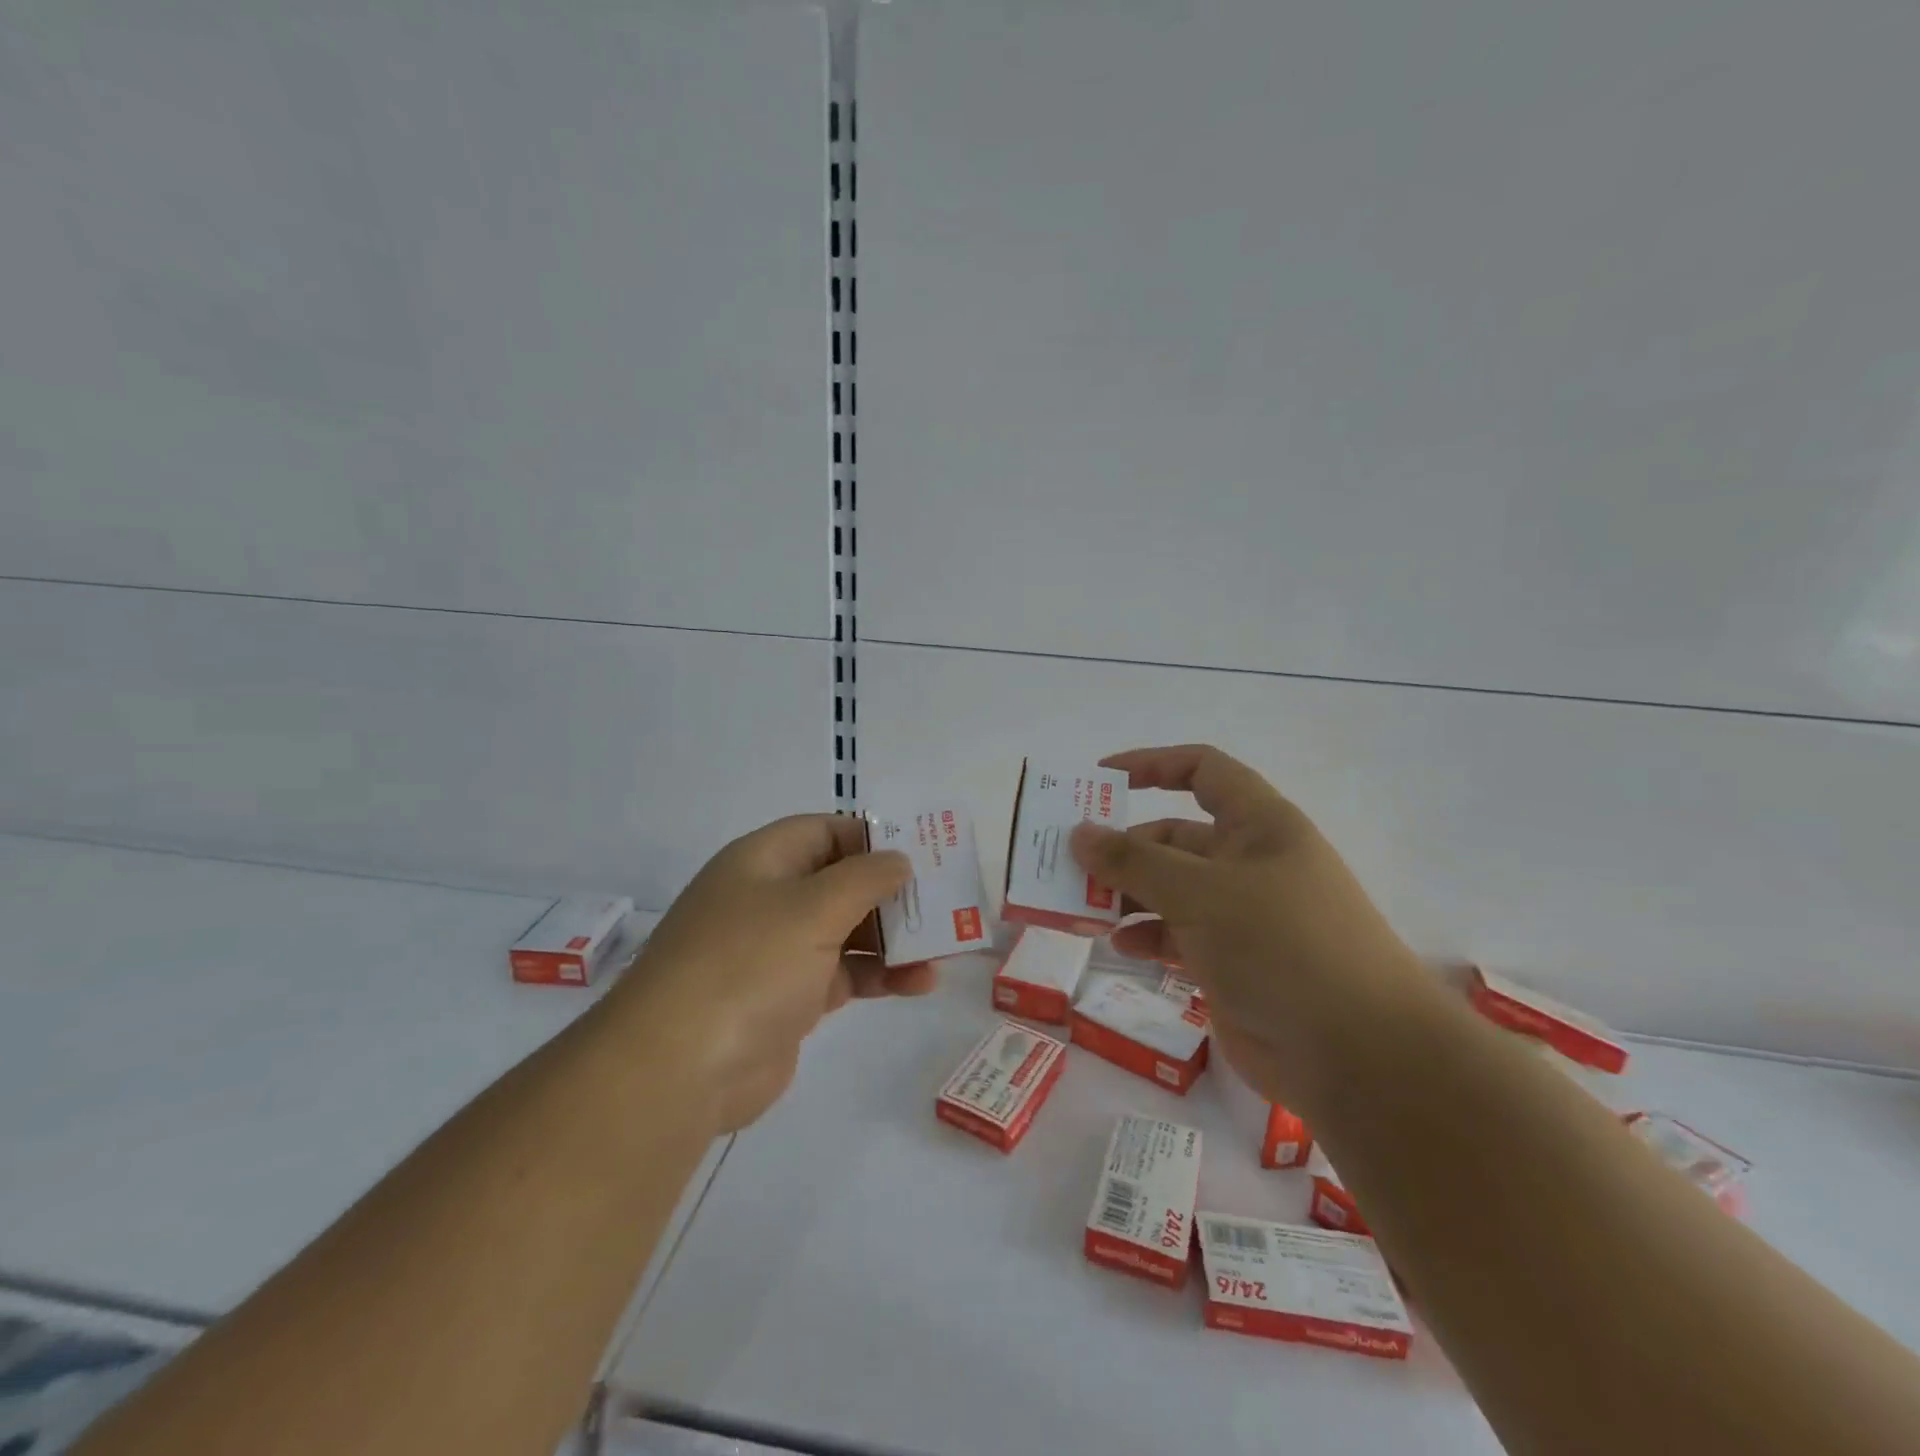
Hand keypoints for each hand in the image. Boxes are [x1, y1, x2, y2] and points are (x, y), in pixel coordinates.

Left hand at [612, 813, 930, 1132]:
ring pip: (847, 931)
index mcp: (763, 861)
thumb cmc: (749, 964)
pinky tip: (921, 983)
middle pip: (841, 881)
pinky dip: (881, 975)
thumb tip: (898, 860)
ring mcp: (777, 951)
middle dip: (892, 892)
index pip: (825, 831)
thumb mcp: (813, 907)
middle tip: (943, 901)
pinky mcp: (789, 998)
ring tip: (943, 946)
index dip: (872, 837)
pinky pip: (845, 974)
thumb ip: (865, 878)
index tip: (920, 852)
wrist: (680, 1068)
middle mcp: (769, 899)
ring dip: (894, 938)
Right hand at [1070, 745, 1433, 1110]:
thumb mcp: (1202, 893)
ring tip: (1081, 908)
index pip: (1202, 771)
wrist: (1358, 1056)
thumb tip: (1079, 834)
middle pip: (1174, 836)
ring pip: (1169, 888)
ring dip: (1126, 894)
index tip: (1098, 780)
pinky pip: (1176, 933)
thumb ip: (1135, 861)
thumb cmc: (1283, 946)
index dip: (1150, 765)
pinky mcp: (1230, 960)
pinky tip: (1121, 946)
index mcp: (1258, 825)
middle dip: (1123, 847)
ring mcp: (1240, 914)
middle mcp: (1249, 862)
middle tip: (1069, 861)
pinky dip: (1146, 934)